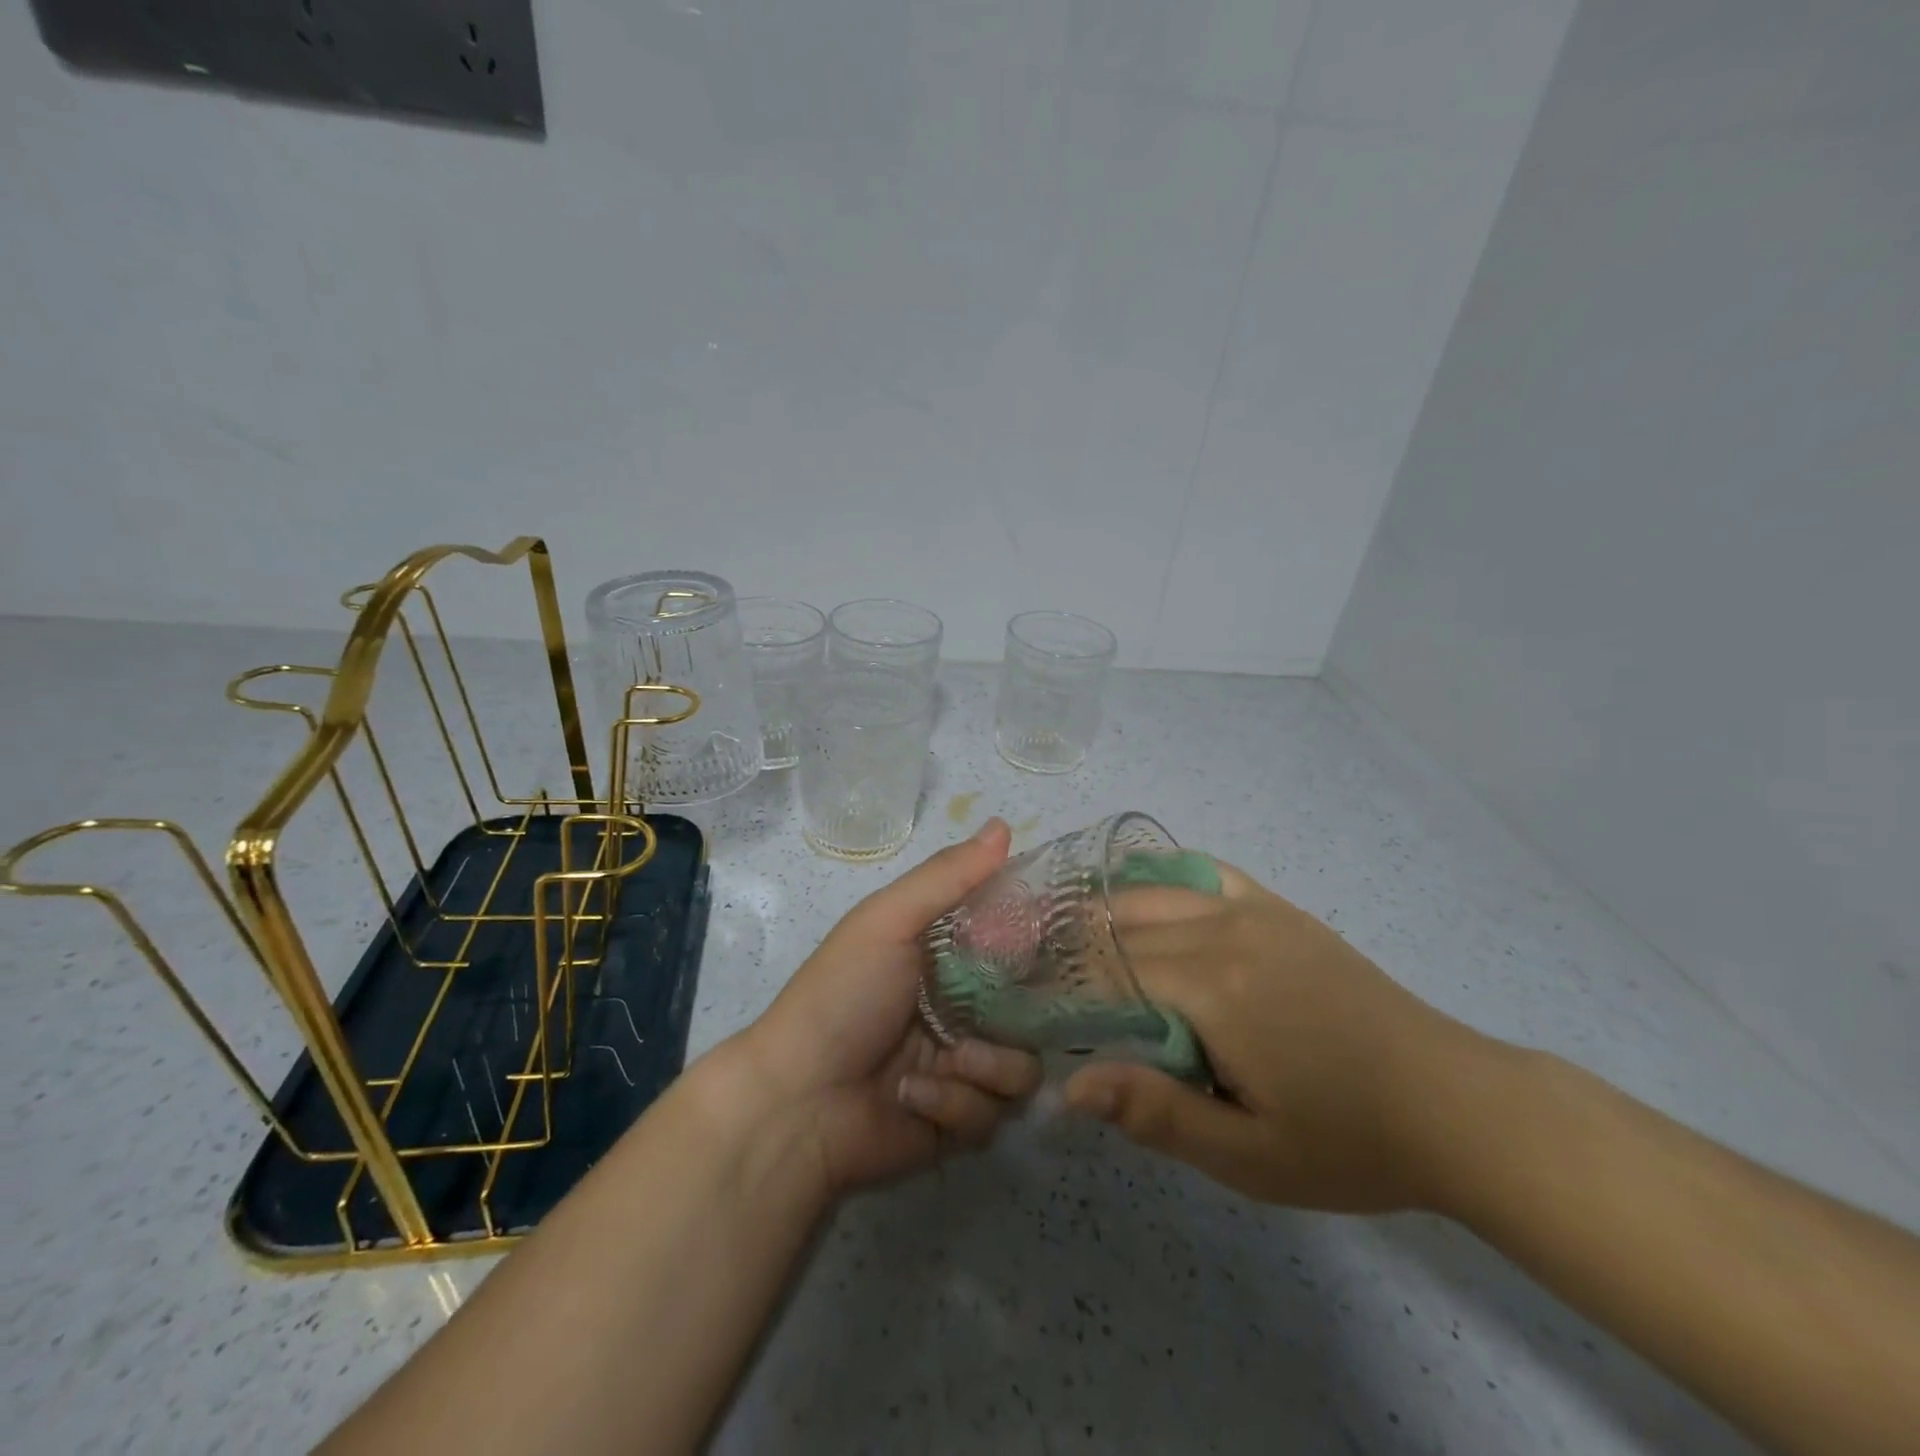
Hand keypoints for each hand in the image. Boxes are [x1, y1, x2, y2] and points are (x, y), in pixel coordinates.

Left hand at [732, 818, 1041, 1194]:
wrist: (797, 1102)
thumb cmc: (843, 996)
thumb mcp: (889, 921)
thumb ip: (947, 877)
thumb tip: (1003, 824)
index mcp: (946, 959)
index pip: (1012, 942)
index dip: (1033, 941)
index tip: (1054, 944)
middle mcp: (963, 1009)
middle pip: (1031, 1010)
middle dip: (1021, 1017)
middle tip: (997, 1015)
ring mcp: (963, 1067)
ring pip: (1022, 1065)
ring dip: (987, 1065)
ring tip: (949, 1061)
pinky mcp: (959, 1121)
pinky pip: (993, 1113)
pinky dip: (955, 1105)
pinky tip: (913, 1096)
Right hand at [1062, 860, 1494, 1212]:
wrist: (1452, 1104)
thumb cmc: (1347, 1140)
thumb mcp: (1249, 1155)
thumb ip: (1156, 1114)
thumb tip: (1071, 1085)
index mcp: (1213, 987)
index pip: (1108, 968)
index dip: (1063, 984)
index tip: (1030, 1004)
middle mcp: (1225, 930)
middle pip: (1124, 924)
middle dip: (1075, 946)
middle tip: (1043, 975)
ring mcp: (1255, 911)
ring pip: (1155, 893)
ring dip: (1109, 911)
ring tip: (1077, 938)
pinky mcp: (1280, 909)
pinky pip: (1206, 874)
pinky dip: (1164, 879)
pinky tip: (1147, 895)